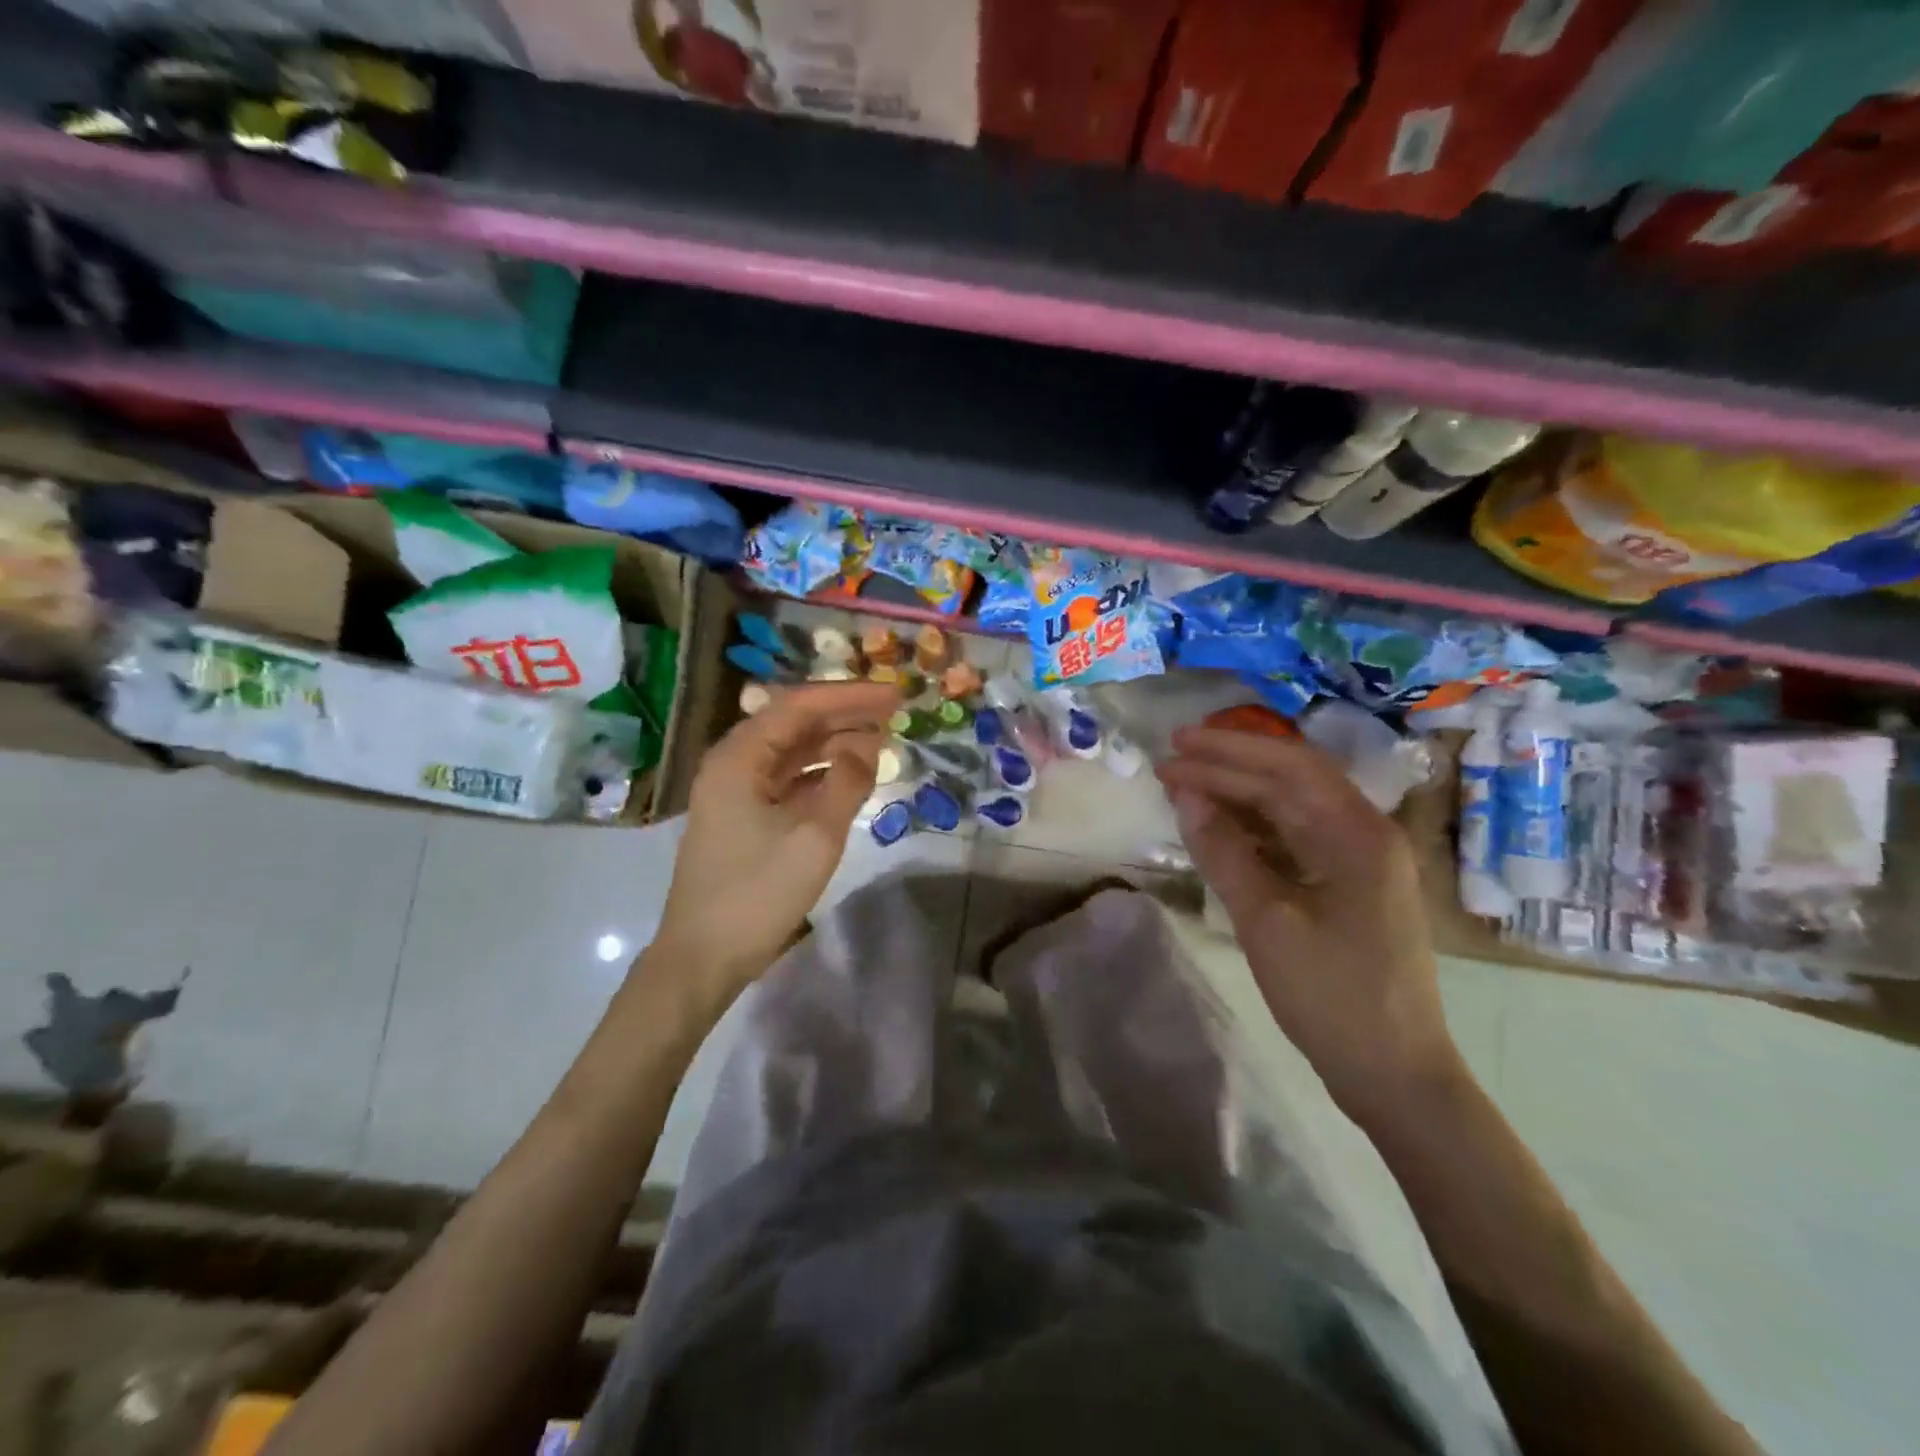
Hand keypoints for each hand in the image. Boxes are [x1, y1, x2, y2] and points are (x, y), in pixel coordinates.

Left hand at [651, 681, 896, 994]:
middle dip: (844, 715)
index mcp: (739, 757)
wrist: (703, 958)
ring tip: (880, 740)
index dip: (849, 696)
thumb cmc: (757, 893)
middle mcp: (733, 764)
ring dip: (834, 744)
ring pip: (791, 753)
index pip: (799, 706)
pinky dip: (820, 774)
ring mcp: (735, 792)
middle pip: (794, 724)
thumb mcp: (814, 836)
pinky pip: (787, 781)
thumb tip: (869, 744)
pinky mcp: (743, 818)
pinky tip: (850, 777)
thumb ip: (847, 782)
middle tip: (893, 713)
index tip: (893, 694)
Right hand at [1156, 726, 1462, 1120]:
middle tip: (1167, 765)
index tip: (1176, 743)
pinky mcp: (1346, 887)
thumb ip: (1224, 852)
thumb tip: (1185, 796)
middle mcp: (1364, 834)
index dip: (1228, 749)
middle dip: (1226, 769)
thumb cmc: (1333, 995)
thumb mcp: (1267, 921)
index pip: (1289, 765)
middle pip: (1289, 783)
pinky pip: (1293, 841)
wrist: (1394, 1073)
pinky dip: (1252, 830)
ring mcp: (1358, 862)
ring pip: (1289, 811)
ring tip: (1183, 790)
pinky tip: (1217, 830)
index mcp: (1358, 833)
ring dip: (1237, 797)